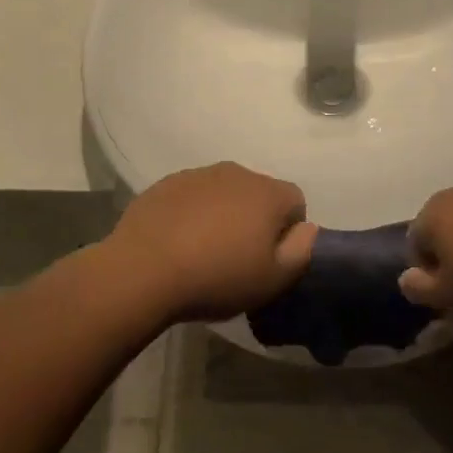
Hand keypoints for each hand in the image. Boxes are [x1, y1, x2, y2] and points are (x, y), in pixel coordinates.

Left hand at [105, 162, 316, 323]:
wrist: (144, 269)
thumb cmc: (217, 277)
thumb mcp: (273, 280)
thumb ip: (301, 250)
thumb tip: (308, 227)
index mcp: (267, 192)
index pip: (296, 202)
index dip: (288, 232)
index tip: (269, 259)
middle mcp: (237, 172)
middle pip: (259, 194)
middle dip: (255, 219)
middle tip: (237, 257)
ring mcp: (198, 174)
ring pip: (224, 192)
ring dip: (222, 214)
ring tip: (203, 251)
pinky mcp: (166, 183)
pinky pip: (192, 196)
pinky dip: (192, 213)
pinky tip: (177, 242)